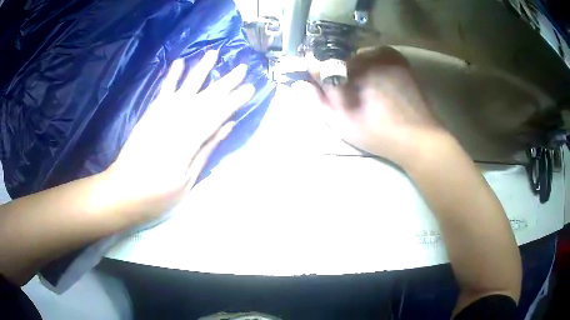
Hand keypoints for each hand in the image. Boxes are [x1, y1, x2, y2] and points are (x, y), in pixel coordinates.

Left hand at [104, 51, 254, 224]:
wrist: (123, 191)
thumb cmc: (158, 194)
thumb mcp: (188, 180)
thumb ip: (206, 149)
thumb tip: (227, 126)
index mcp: (189, 139)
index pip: (218, 114)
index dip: (235, 101)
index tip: (251, 88)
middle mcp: (177, 120)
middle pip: (206, 97)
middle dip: (226, 82)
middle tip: (243, 67)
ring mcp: (161, 114)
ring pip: (186, 87)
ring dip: (201, 69)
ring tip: (214, 53)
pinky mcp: (150, 114)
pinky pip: (163, 90)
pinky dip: (172, 76)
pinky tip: (180, 62)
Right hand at [295, 46, 445, 162]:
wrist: (418, 137)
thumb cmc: (378, 133)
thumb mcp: (342, 123)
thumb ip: (318, 100)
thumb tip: (298, 83)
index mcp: (352, 69)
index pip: (322, 62)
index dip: (317, 74)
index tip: (316, 85)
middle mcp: (367, 55)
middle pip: (341, 58)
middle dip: (337, 72)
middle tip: (346, 94)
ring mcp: (385, 56)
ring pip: (358, 56)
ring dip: (355, 69)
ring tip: (364, 92)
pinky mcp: (399, 60)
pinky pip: (376, 56)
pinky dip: (371, 66)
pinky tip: (378, 84)